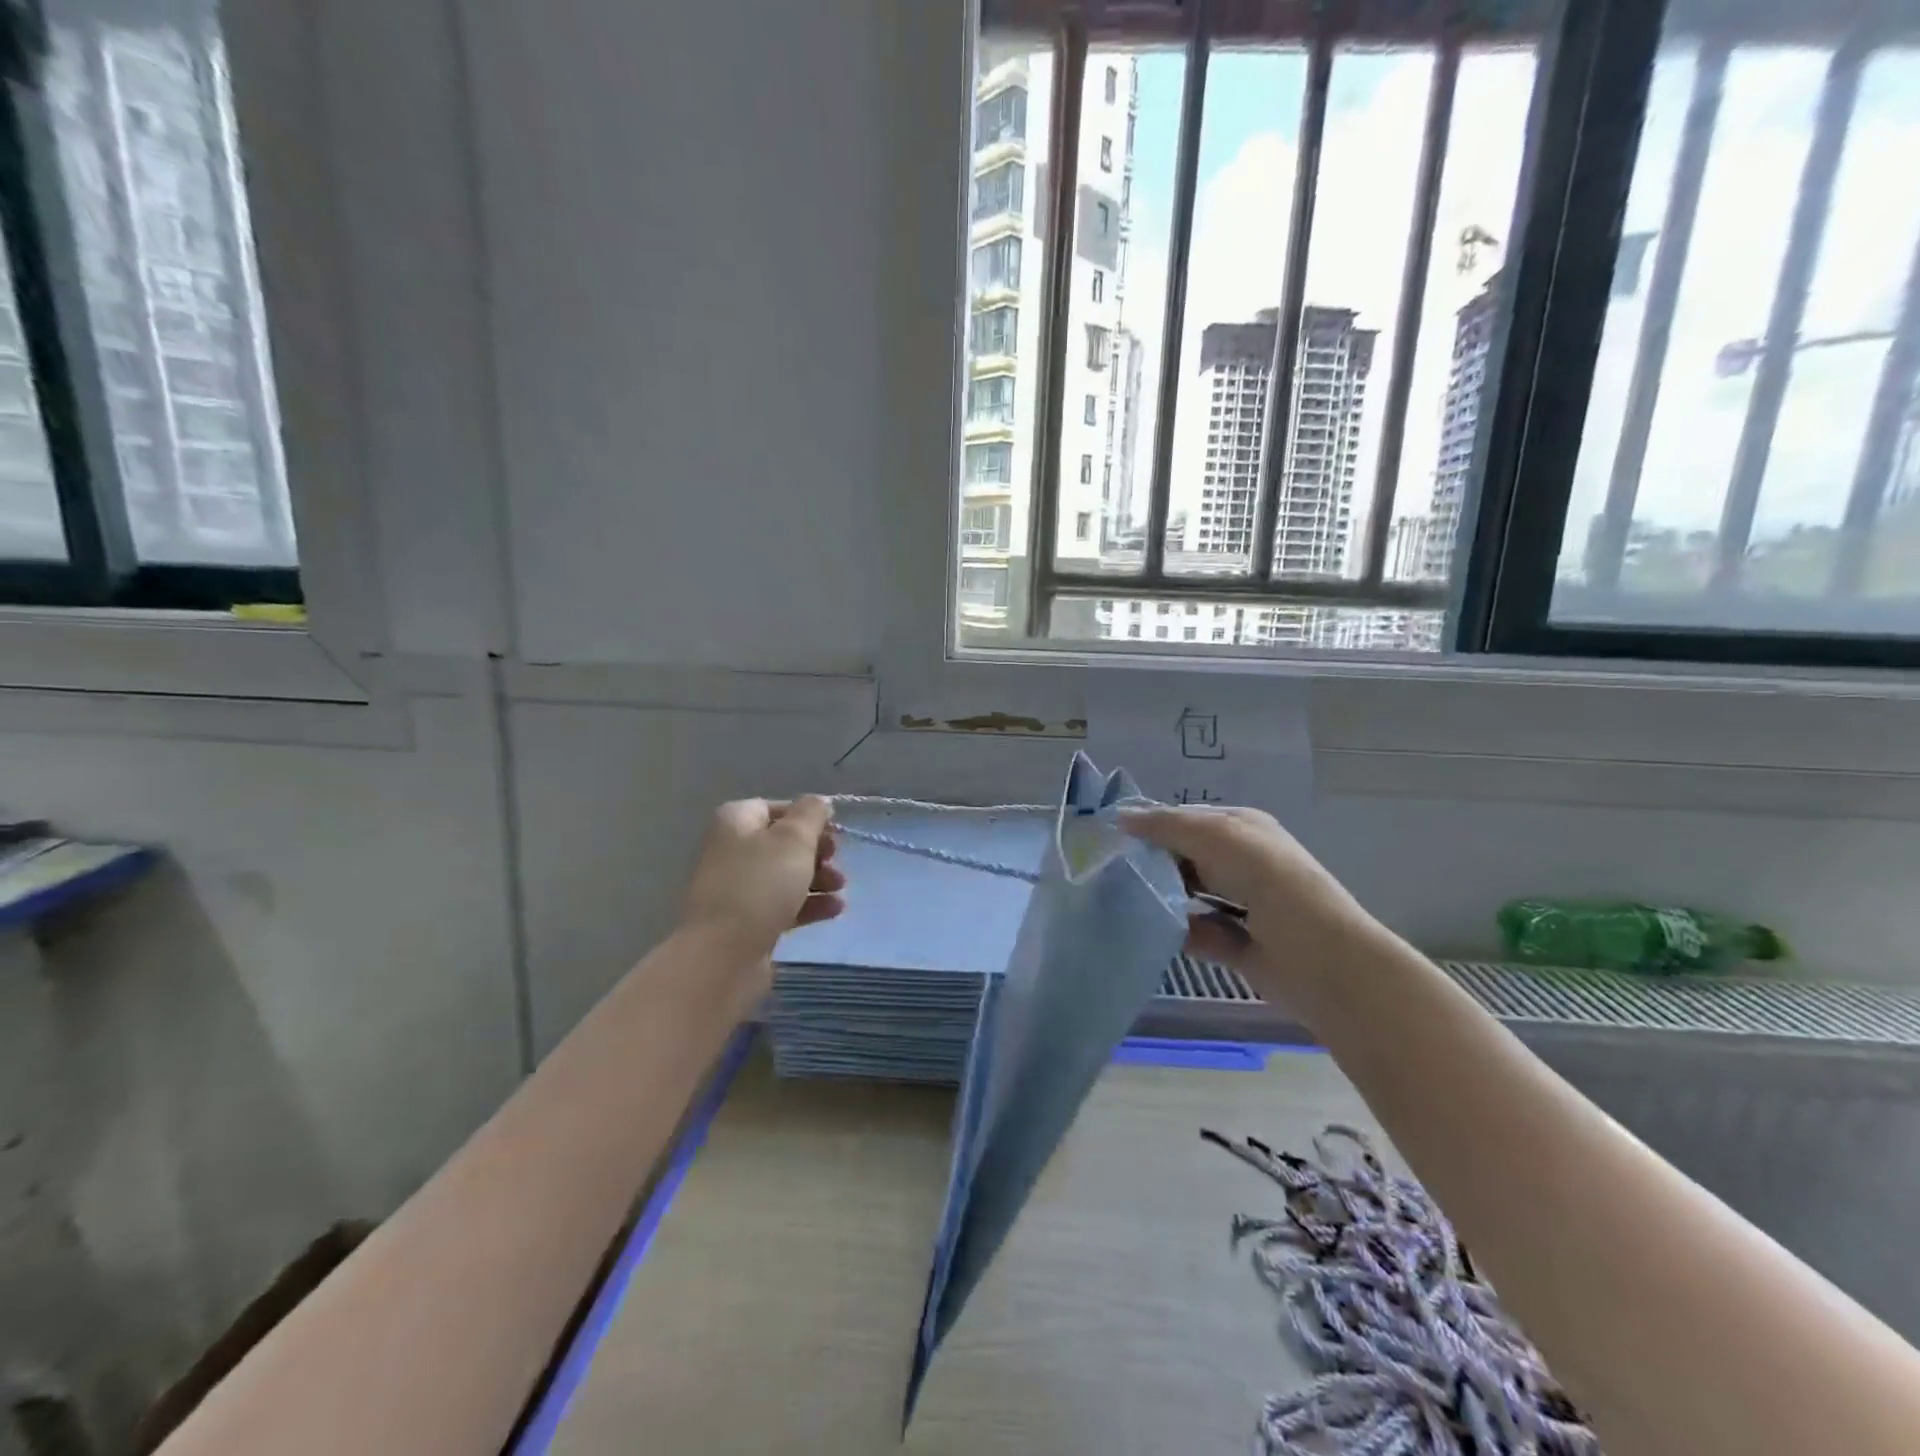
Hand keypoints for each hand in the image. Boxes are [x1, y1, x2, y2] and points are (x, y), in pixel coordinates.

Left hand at [680, 796, 845, 966]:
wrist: (723, 955)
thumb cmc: (760, 885)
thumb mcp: (794, 839)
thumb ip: (811, 814)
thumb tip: (819, 802)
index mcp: (735, 821)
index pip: (777, 807)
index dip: (808, 817)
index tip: (835, 832)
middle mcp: (731, 849)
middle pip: (783, 842)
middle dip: (816, 852)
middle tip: (837, 862)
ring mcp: (737, 888)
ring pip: (785, 875)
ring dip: (818, 879)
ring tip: (841, 888)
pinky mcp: (746, 921)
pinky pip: (782, 904)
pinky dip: (808, 904)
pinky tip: (834, 910)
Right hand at [1121, 805, 1376, 990]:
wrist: (1320, 959)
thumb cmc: (1268, 881)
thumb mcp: (1215, 836)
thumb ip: (1166, 825)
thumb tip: (1120, 817)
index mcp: (1242, 829)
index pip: (1187, 819)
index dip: (1152, 825)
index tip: (1112, 838)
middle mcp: (1241, 863)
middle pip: (1184, 857)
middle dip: (1152, 862)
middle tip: (1111, 870)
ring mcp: (1240, 906)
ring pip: (1186, 896)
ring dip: (1161, 898)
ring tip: (1121, 899)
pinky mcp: (1235, 946)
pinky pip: (1194, 934)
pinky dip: (1177, 933)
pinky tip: (1151, 931)